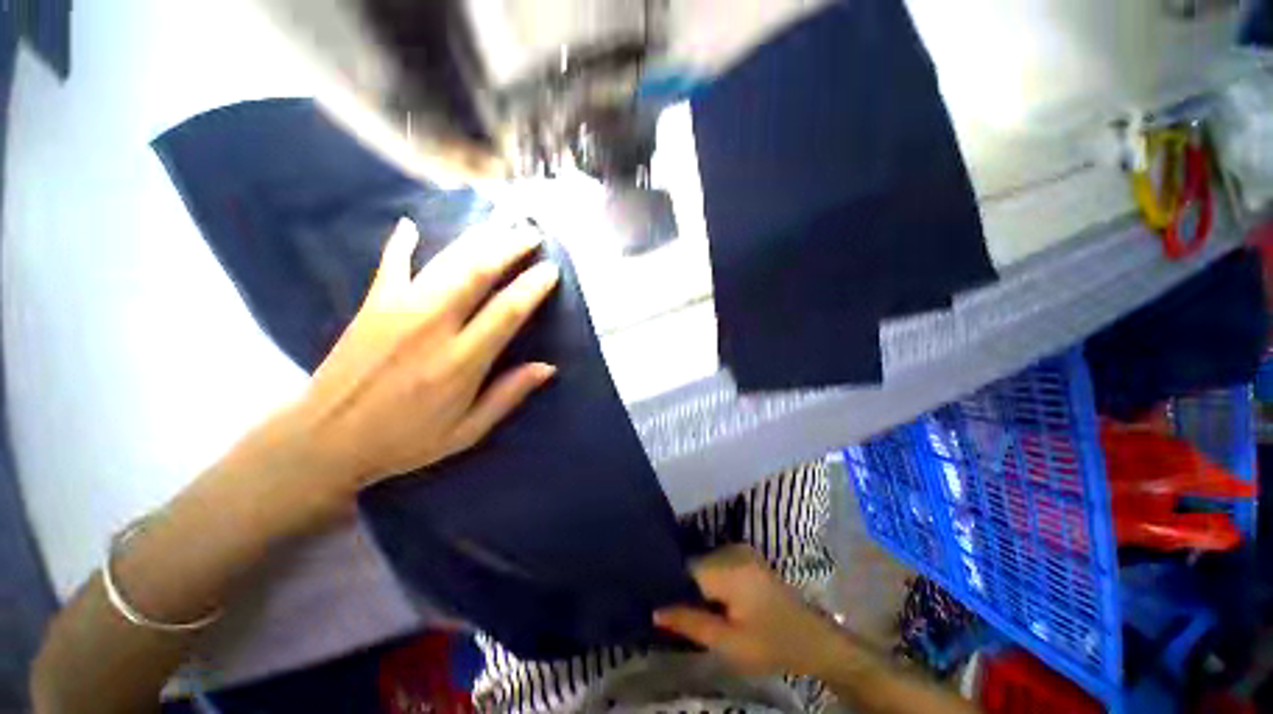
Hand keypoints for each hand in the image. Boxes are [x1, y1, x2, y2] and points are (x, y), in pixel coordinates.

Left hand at [259, 217, 559, 521]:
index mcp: (460, 361)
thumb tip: (548, 367)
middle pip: (478, 272)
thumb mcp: (467, 430)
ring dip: (478, 239)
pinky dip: (402, 242)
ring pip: (446, 262)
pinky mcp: (372, 305)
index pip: (507, 311)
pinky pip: (391, 264)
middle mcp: (432, 326)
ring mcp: (398, 309)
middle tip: (531, 233)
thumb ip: (508, 395)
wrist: (325, 440)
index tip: (551, 269)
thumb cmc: (405, 440)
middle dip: (509, 247)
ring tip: (500, 224)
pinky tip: (411, 225)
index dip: (533, 286)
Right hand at [654, 545, 843, 677]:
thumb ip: (690, 623)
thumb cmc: (770, 644)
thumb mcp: (728, 643)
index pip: (685, 568)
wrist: (812, 639)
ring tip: (696, 607)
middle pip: (694, 564)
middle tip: (680, 612)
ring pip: (703, 562)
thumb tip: (654, 611)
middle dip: (685, 586)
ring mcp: (740, 549)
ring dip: (697, 583)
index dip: (671, 586)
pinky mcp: (745, 554)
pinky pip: (716, 561)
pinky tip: (713, 598)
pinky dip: (709, 578)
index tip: (661, 604)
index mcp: (729, 568)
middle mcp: (732, 550)